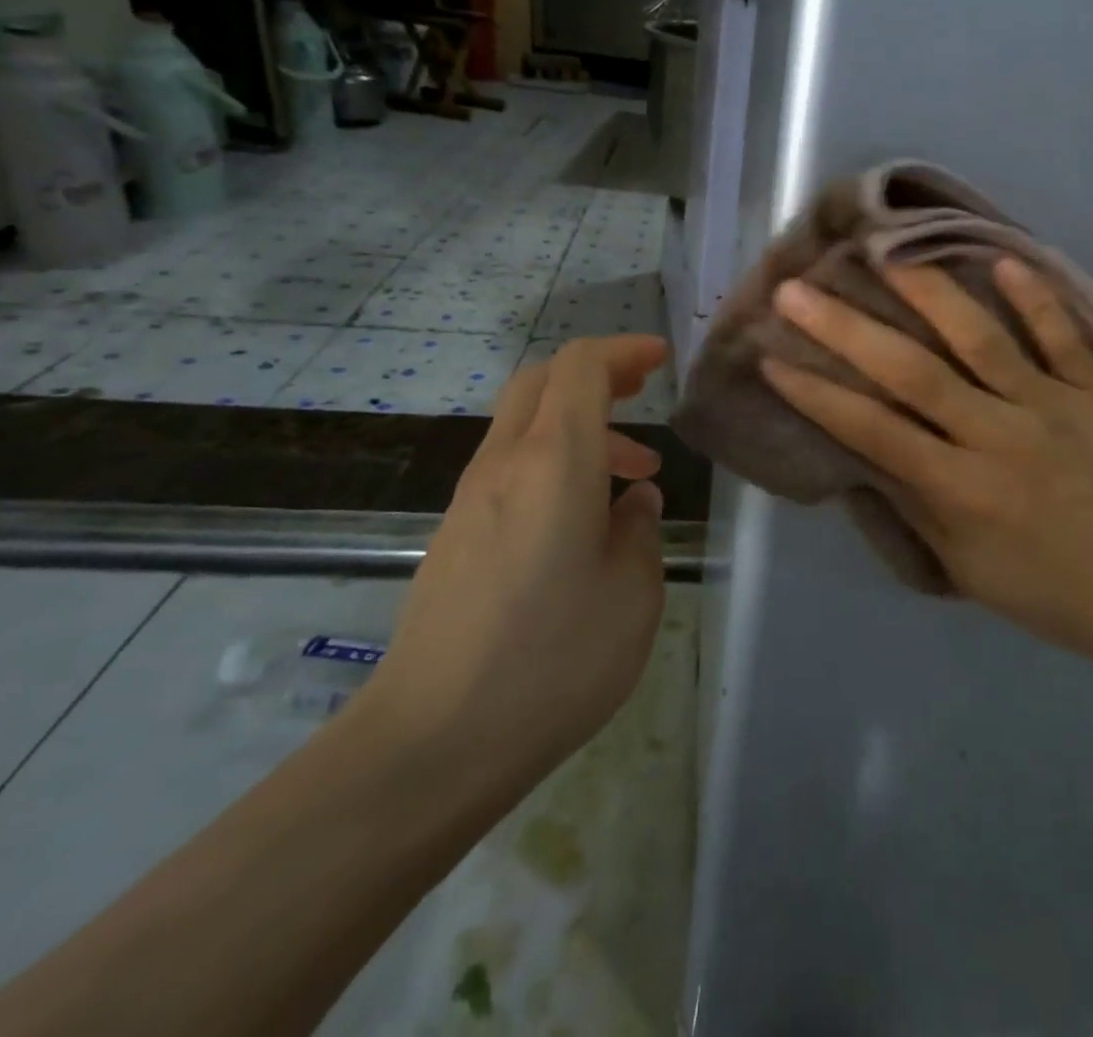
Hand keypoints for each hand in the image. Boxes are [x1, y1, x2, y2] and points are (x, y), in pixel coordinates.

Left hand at [358, 335, 669, 798]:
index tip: (661, 360)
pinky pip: (510, 467)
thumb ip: (639, 531)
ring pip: (525, 424)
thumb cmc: (551, 661)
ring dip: (580, 427)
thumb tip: (632, 501)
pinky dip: (553, 463)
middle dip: (597, 374)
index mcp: (552, 461)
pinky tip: (581, 522)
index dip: (624, 351)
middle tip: (643, 394)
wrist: (431, 742)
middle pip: (543, 381)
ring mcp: (471, 498)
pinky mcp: (455, 534)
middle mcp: (504, 463)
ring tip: (631, 480)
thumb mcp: (632, 595)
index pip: (581, 366)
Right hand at [760, 262, 1092, 683]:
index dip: (817, 393)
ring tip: (884, 251)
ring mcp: (1052, 407)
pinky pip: (1064, 337)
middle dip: (846, 329)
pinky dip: (1036, 298)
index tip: (771, 356)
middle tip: (798, 290)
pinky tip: (1003, 259)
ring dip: (928, 293)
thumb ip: (910, 500)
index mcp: (960, 488)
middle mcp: (998, 436)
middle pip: (913, 373)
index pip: (872, 430)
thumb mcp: (960, 563)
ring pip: (981, 339)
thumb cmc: (1041, 586)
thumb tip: (859, 447)